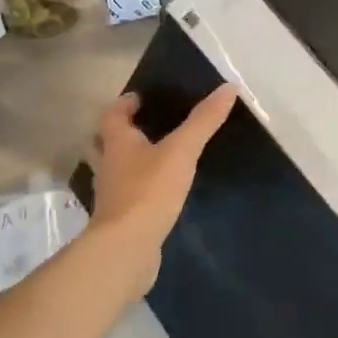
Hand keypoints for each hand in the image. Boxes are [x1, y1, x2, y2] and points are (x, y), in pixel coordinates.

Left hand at [88, 84, 237, 292]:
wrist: (126, 249)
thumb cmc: (148, 191)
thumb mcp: (181, 151)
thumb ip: (203, 121)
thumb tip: (228, 88)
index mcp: (118, 143)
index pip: (113, 115)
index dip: (125, 103)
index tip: (140, 97)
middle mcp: (109, 165)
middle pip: (110, 141)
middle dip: (127, 132)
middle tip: (152, 124)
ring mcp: (113, 194)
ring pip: (120, 169)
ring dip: (134, 160)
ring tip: (163, 156)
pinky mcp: (122, 219)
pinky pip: (131, 194)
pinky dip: (143, 188)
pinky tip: (163, 191)